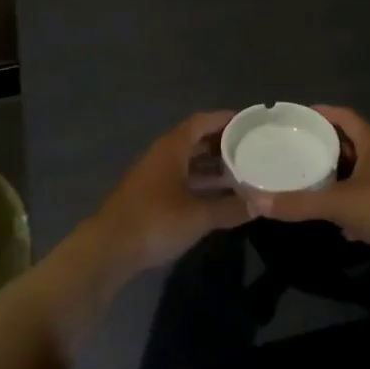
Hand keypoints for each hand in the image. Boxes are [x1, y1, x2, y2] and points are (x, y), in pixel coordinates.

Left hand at [82, 111, 251, 274]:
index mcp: (172, 148)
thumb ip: (230, 208)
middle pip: (195, 141)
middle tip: (250, 148)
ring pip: (188, 163)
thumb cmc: (155, 221)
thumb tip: (260, 204)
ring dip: (211, 166)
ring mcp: (153, 177)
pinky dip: (200, 184)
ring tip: (241, 173)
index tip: (248, 121)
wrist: (109, 249)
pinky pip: (181, 181)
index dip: (224, 119)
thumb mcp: (198, 216)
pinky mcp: (150, 197)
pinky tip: (217, 198)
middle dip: (221, 143)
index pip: (201, 122)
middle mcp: (162, 156)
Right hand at [255, 107, 369, 279]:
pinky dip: (349, 206)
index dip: (323, 113)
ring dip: (337, 176)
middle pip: (351, 143)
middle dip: (326, 146)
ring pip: (359, 173)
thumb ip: (298, 202)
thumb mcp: (336, 202)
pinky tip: (333, 220)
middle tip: (297, 148)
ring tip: (309, 179)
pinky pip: (366, 201)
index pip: (345, 116)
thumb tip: (258, 202)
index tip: (299, 116)